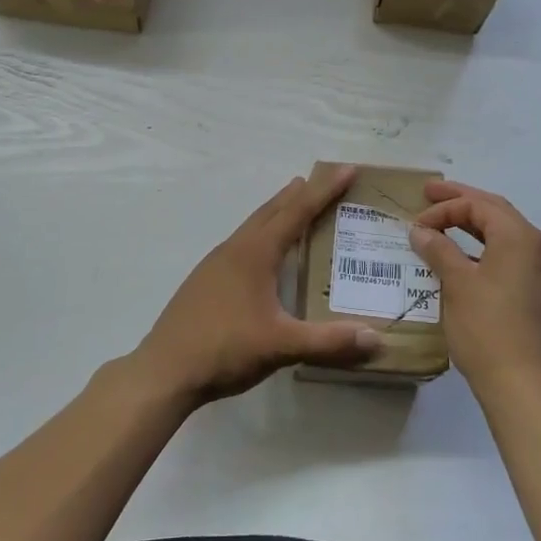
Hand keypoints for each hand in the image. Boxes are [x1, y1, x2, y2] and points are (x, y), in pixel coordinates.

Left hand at [134, 166, 382, 402]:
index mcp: (255, 253)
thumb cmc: (224, 348)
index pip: (297, 212)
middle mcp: (235, 249)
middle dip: (299, 194)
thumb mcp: (281, 346)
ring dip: (277, 212)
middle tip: (322, 179)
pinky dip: (262, 234)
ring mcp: (215, 264)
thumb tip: (376, 339)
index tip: (346, 169)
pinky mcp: (204, 281)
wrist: (164, 372)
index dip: (324, 191)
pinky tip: (263, 255)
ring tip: (294, 204)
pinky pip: (242, 243)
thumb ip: (328, 342)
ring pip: (253, 226)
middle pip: (272, 211)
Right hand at [409, 181, 540, 400]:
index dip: (444, 208)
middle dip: (462, 202)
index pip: (479, 206)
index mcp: (521, 237)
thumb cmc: (487, 329)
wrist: (524, 387)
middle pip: (496, 212)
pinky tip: (466, 259)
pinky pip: (513, 256)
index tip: (416, 224)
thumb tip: (420, 230)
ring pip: (506, 234)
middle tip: (430, 195)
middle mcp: (540, 247)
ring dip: (475, 226)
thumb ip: (438, 249)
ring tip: (445, 223)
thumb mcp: (456, 284)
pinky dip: (487, 249)